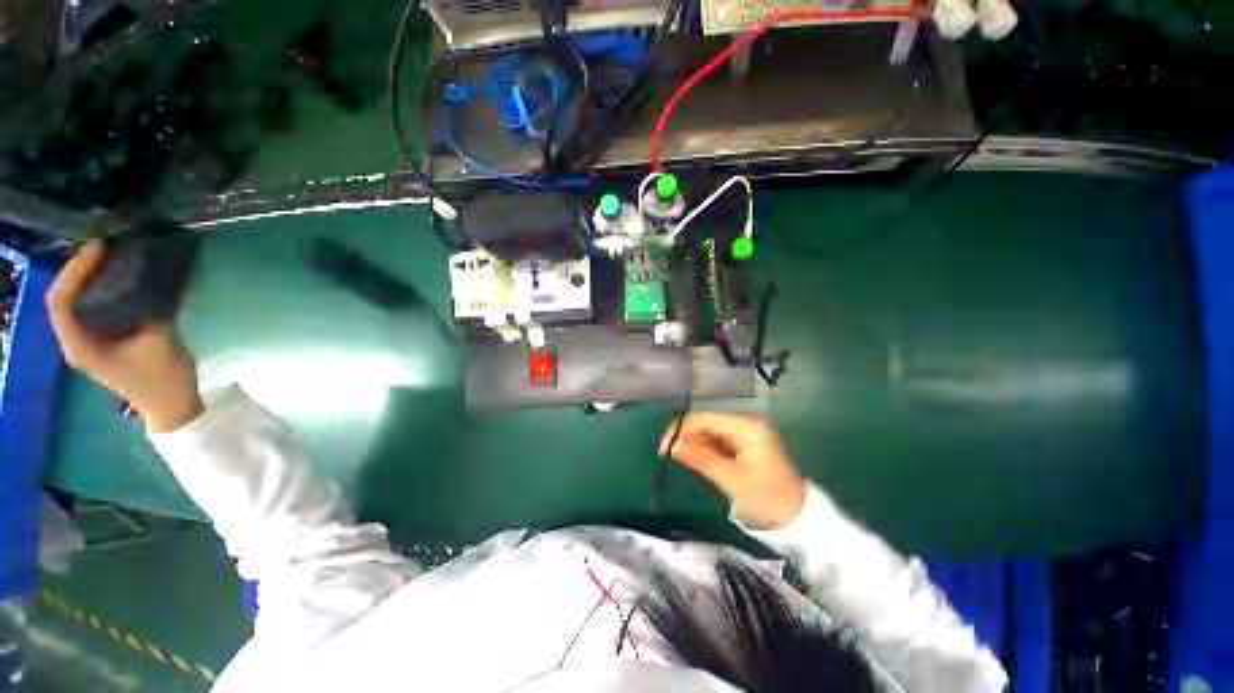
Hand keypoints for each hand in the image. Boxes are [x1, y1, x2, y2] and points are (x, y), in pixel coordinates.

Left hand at [47, 240, 202, 432]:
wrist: (172, 406)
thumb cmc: (163, 380)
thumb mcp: (161, 343)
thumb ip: (153, 309)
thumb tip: (157, 275)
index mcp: (80, 346)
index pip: (61, 301)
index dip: (75, 270)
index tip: (100, 248)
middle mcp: (76, 340)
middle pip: (65, 296)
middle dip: (81, 268)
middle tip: (108, 247)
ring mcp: (89, 340)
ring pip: (77, 299)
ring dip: (91, 276)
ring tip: (114, 257)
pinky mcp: (103, 338)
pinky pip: (93, 306)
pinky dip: (103, 288)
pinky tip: (121, 278)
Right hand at [661, 412, 807, 529]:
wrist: (797, 517)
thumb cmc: (766, 498)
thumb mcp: (731, 480)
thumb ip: (701, 459)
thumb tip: (673, 446)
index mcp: (746, 427)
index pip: (705, 419)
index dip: (681, 429)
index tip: (664, 447)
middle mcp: (745, 424)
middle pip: (706, 423)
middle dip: (686, 437)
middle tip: (668, 455)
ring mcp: (745, 433)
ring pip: (710, 432)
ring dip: (694, 444)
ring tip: (679, 460)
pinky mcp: (744, 444)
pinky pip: (718, 441)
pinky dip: (705, 449)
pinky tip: (695, 460)